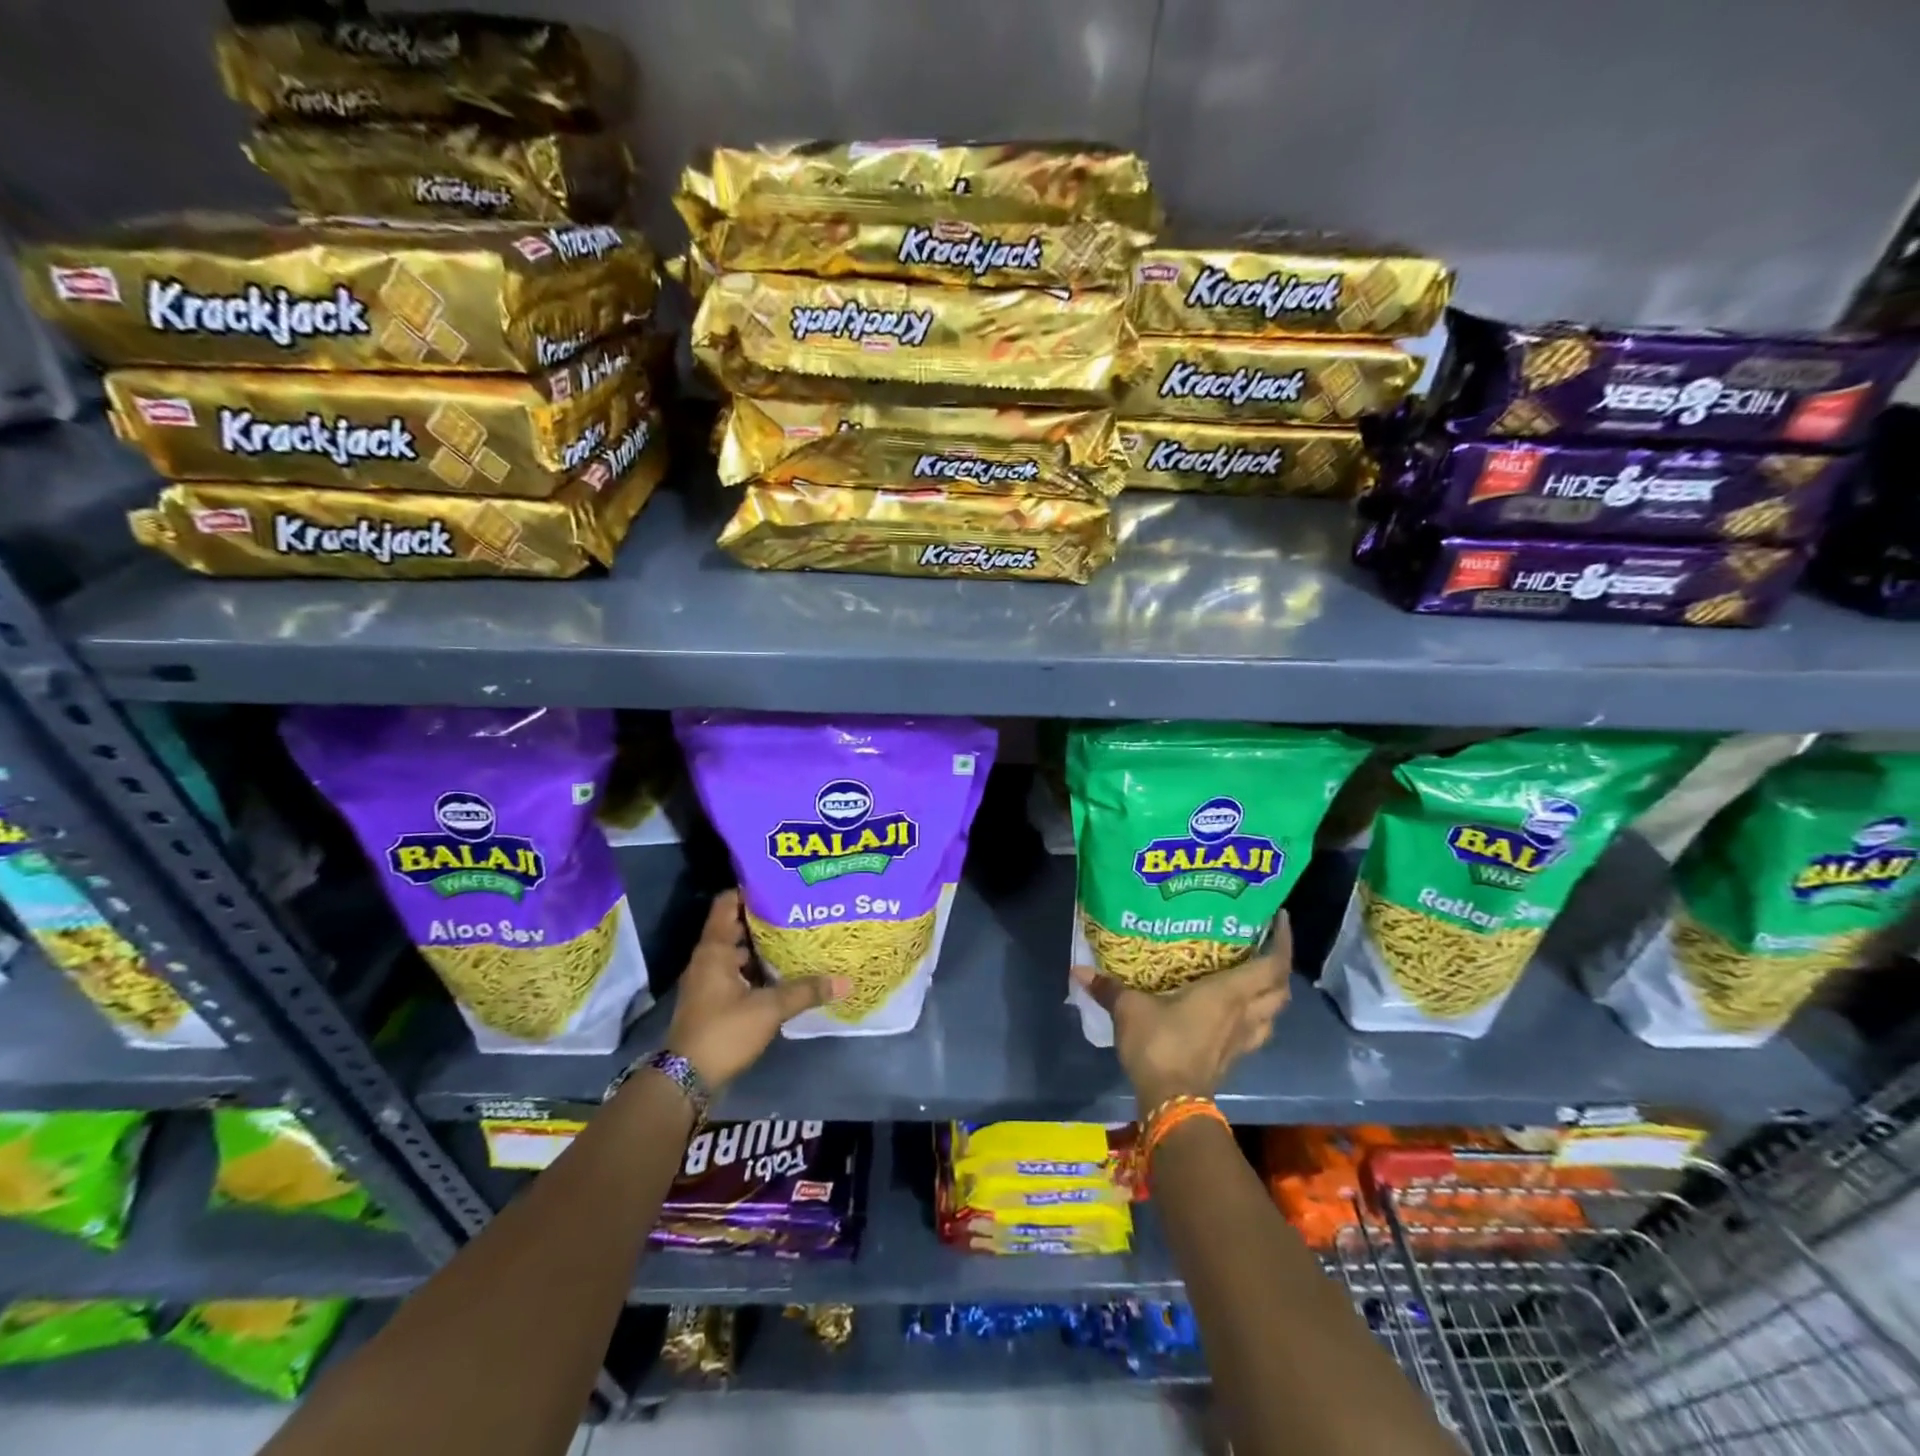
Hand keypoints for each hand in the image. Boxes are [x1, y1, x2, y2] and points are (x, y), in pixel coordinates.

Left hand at [665, 890, 849, 1088]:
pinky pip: (738, 972)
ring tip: (798, 937)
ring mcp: (708, 980)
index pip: (728, 903)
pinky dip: (758, 969)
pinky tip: (784, 972)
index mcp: (714, 949)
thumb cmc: (723, 1032)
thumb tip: (845, 982)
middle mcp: (708, 959)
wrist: (686, 1080)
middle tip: (799, 909)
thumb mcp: (769, 1009)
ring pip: (739, 952)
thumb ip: (806, 991)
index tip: (780, 884)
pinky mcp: (713, 1000)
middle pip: (736, 926)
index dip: (751, 890)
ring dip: (764, 946)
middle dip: (766, 918)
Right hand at [1071, 915, 1291, 1112]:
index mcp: (1228, 993)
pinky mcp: (1234, 1059)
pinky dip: (1256, 1017)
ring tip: (1253, 977)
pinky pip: (1257, 1031)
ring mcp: (1243, 1040)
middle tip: (1263, 945)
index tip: (1278, 919)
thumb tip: (1078, 971)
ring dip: (1271, 995)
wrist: (1172, 1103)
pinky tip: (1236, 1012)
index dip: (1283, 941)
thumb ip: (1108, 987)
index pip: (1273, 964)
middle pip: (1281, 989)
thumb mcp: (1129, 1009)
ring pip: (1273, 1013)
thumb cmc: (1159, 1044)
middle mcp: (1244, 1014)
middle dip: (1279, 967)